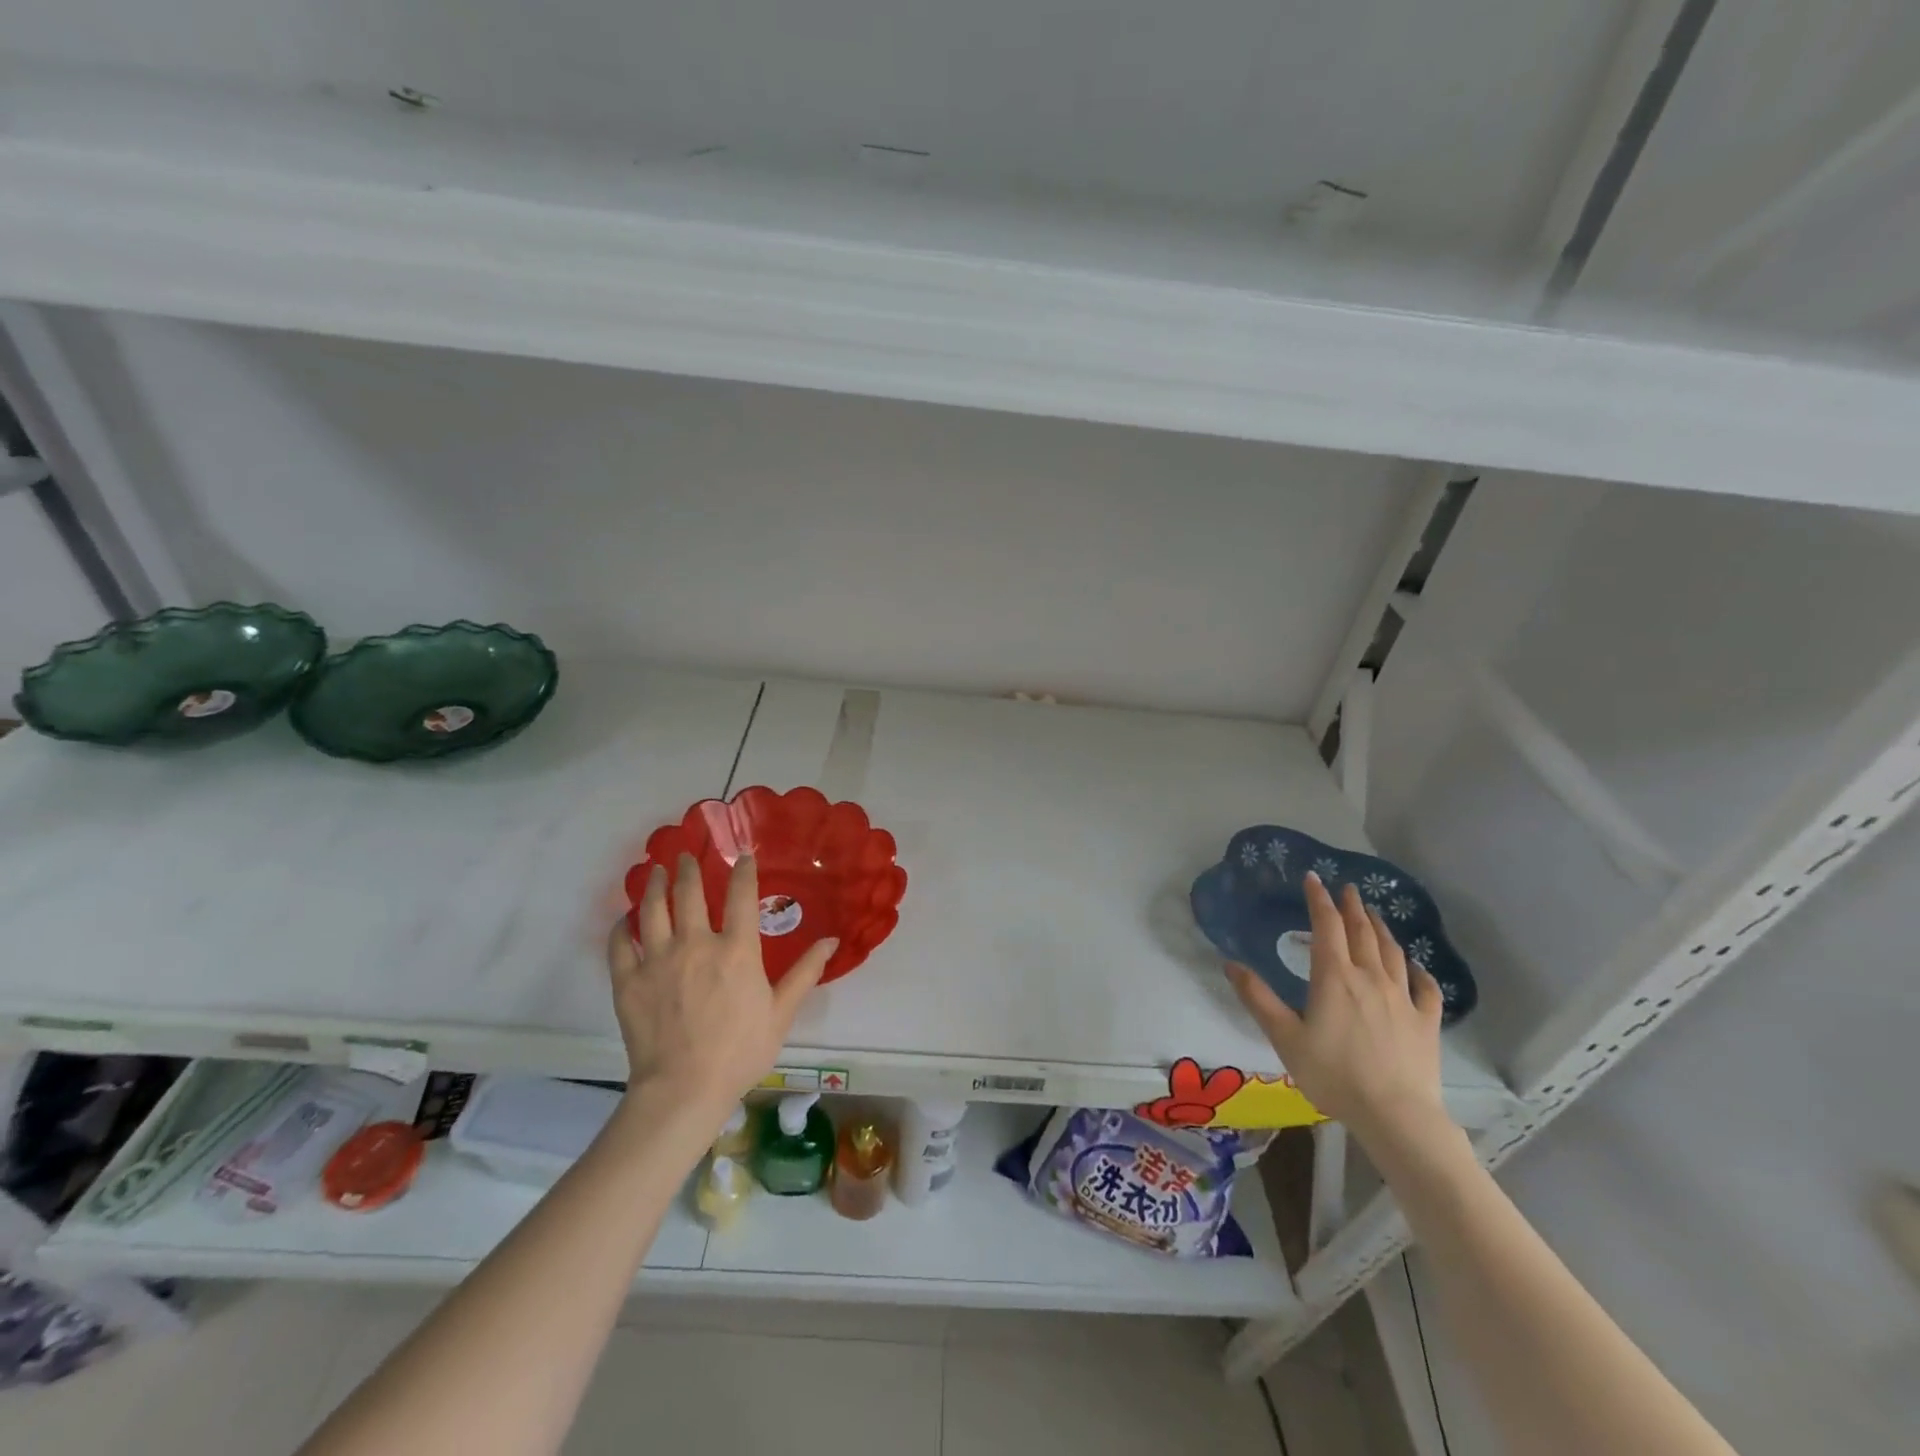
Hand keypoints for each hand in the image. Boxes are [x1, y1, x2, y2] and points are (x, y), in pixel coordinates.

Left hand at [608, 853, 834, 1118]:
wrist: (683, 1089)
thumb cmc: (740, 1051)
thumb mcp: (781, 1012)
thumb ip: (805, 972)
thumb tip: (832, 940)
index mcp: (736, 950)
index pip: (740, 895)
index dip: (743, 871)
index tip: (743, 856)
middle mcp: (696, 944)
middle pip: (688, 892)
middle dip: (688, 868)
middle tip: (685, 856)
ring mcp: (658, 960)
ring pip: (651, 909)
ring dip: (653, 885)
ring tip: (654, 871)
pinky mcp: (629, 981)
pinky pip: (620, 944)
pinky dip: (621, 927)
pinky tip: (623, 920)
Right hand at [1226, 871, 1448, 1149]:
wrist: (1396, 1115)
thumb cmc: (1333, 1074)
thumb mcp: (1284, 1037)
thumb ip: (1258, 998)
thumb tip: (1230, 964)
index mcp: (1335, 977)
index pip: (1327, 926)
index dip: (1318, 899)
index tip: (1313, 878)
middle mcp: (1370, 977)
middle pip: (1362, 932)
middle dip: (1352, 907)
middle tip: (1347, 889)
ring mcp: (1403, 998)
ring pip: (1392, 952)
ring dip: (1380, 929)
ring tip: (1373, 914)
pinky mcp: (1426, 1022)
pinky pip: (1425, 987)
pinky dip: (1419, 970)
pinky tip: (1415, 966)